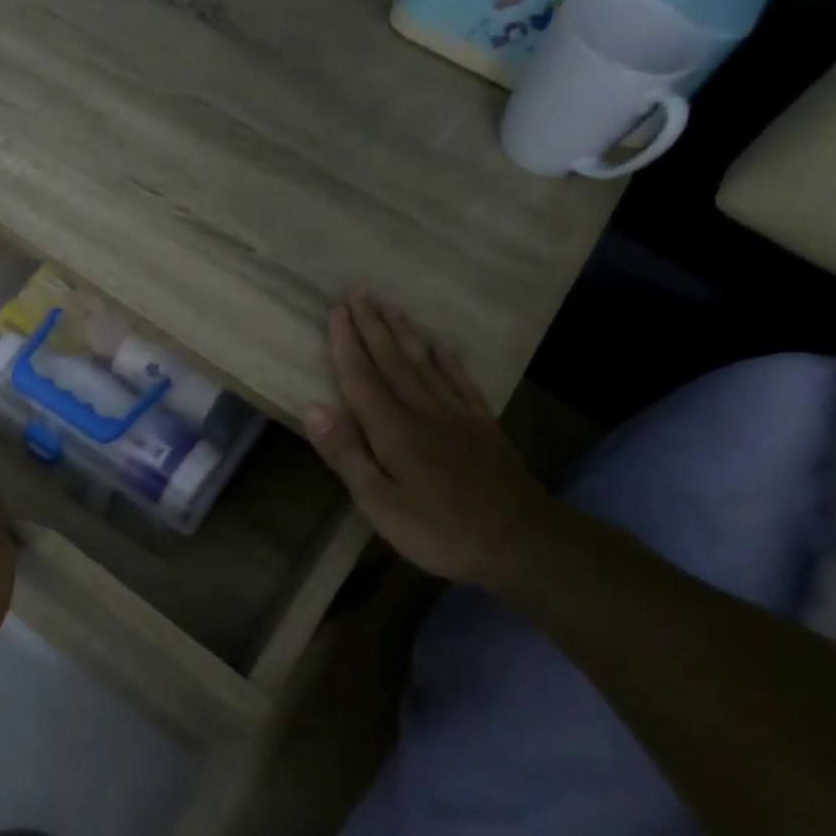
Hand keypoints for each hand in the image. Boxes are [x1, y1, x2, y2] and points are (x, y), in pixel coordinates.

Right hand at [304, 292, 557, 585]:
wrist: (523, 543)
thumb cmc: (439, 530)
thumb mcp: (379, 503)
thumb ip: (346, 454)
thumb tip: (312, 408)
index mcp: (392, 430)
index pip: (361, 378)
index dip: (346, 344)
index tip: (335, 311)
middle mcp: (423, 412)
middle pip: (392, 361)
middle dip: (372, 326)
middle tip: (358, 292)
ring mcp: (457, 417)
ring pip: (424, 364)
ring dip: (404, 333)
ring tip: (390, 305)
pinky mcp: (484, 428)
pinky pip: (462, 384)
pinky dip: (449, 362)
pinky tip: (442, 346)